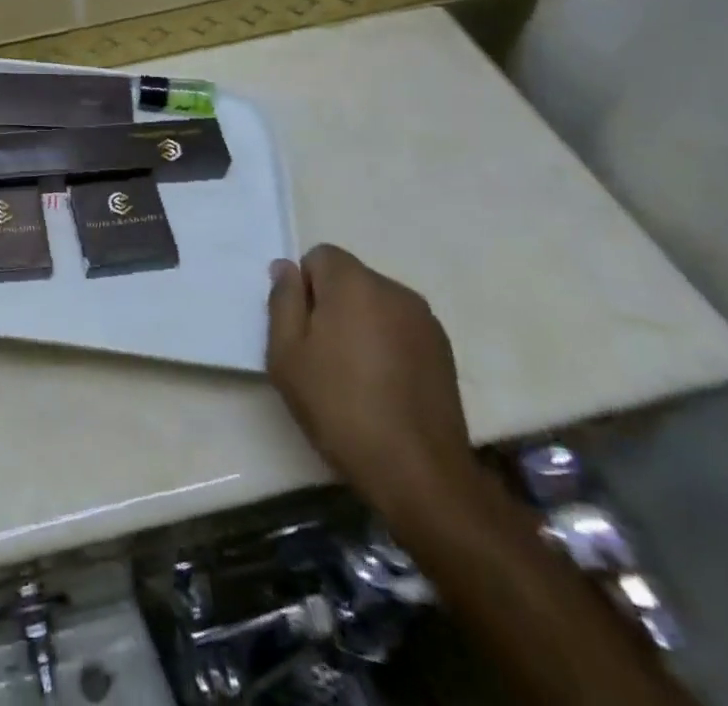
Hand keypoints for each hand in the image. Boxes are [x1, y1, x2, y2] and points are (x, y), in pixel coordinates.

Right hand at [265, 245, 475, 522]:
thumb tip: (285, 268)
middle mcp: (394, 290)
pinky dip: (387, 343)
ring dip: (361, 323)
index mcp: (354, 283)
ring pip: (376, 303)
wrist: (418, 473)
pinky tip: (384, 385)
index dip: (304, 288)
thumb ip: (282, 300)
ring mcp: (425, 320)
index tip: (302, 329)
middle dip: (332, 303)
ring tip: (355, 373)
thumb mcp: (286, 354)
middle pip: (350, 278)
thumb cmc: (339, 406)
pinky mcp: (445, 351)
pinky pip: (401, 328)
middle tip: (322, 353)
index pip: (320, 256)